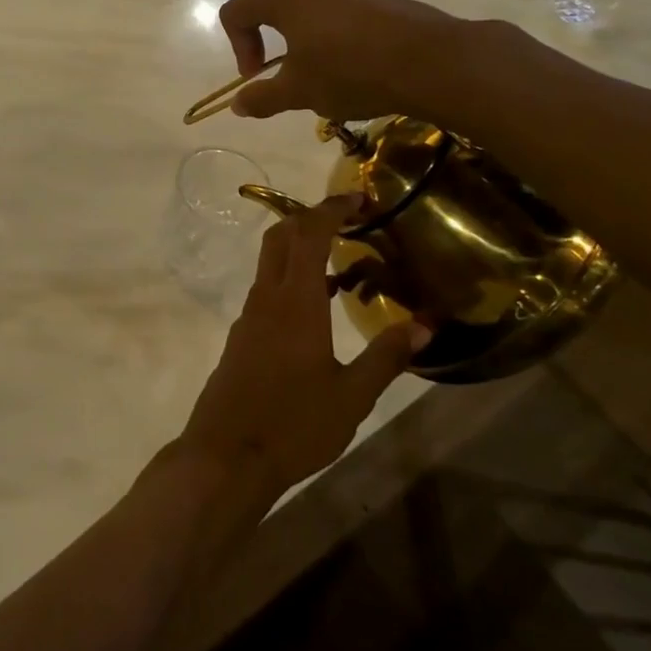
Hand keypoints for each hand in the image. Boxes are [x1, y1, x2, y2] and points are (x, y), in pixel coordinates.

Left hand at [177, 198, 430, 499]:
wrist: (227, 454)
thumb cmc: (294, 424)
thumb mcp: (352, 396)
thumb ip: (386, 357)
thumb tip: (423, 325)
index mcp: (295, 302)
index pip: (309, 234)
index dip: (331, 208)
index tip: (357, 196)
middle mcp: (266, 298)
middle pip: (281, 237)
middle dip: (311, 218)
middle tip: (348, 221)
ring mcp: (249, 316)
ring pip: (271, 263)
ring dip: (301, 250)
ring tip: (345, 264)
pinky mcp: (242, 336)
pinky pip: (267, 290)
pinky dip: (292, 280)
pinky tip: (319, 308)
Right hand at [218, 0, 466, 122]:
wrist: (431, 62)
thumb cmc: (349, 71)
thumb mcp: (298, 92)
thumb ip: (262, 97)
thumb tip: (237, 105)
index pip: (236, 14)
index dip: (238, 48)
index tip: (258, 77)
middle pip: (267, 6)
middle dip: (265, 42)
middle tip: (279, 75)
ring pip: (303, 10)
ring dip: (298, 42)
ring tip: (317, 75)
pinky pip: (334, 13)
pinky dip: (327, 38)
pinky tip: (349, 68)